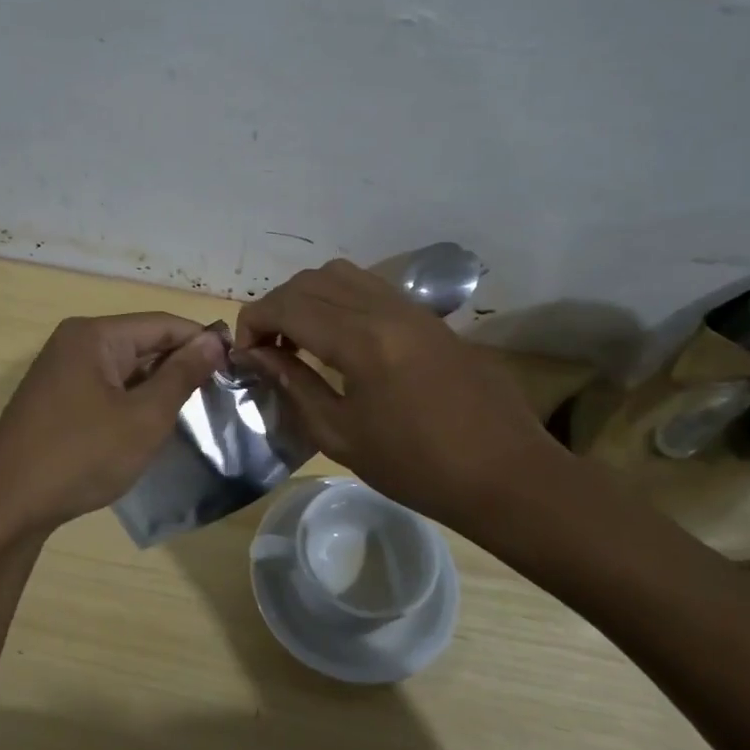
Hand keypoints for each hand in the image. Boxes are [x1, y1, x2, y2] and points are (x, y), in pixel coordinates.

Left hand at [0, 313, 227, 540]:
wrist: (7, 505)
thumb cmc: (81, 456)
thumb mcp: (144, 417)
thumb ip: (181, 375)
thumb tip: (213, 340)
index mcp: (94, 335)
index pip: (162, 323)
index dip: (201, 341)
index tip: (236, 366)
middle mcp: (74, 342)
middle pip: (142, 342)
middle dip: (179, 365)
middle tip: (219, 394)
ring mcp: (60, 371)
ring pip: (124, 368)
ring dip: (156, 386)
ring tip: (193, 411)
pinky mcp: (54, 398)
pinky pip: (104, 387)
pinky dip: (131, 400)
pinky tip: (149, 425)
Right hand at [233, 259, 565, 529]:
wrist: (505, 474)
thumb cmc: (417, 466)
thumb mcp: (341, 435)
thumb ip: (294, 385)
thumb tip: (257, 356)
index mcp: (361, 340)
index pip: (287, 305)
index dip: (254, 322)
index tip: (245, 355)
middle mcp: (385, 309)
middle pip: (311, 281)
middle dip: (276, 306)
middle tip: (267, 349)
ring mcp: (411, 308)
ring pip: (341, 274)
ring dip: (308, 297)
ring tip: (300, 340)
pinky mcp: (429, 317)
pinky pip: (370, 287)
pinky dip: (339, 299)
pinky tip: (340, 340)